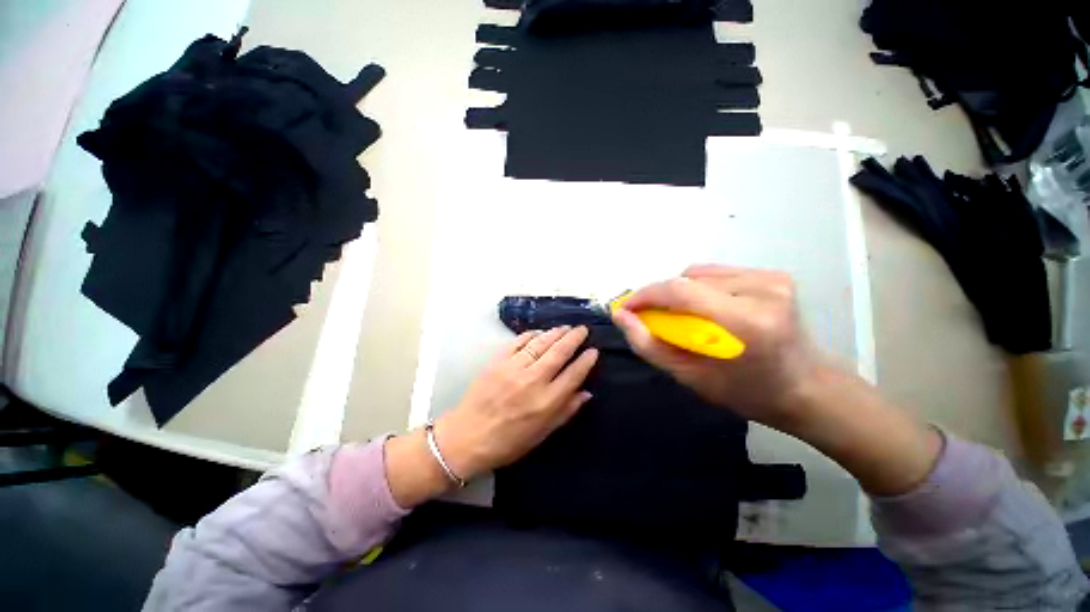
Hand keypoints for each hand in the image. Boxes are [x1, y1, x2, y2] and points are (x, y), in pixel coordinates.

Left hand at [440, 325, 600, 476]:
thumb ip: (566, 411)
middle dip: (574, 338)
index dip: (586, 361)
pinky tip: (539, 332)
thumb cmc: (508, 442)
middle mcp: (533, 380)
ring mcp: (514, 367)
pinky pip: (518, 342)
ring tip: (566, 327)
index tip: (594, 351)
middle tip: (582, 329)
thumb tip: (587, 393)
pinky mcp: (498, 361)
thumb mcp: (542, 434)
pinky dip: (531, 334)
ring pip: (541, 343)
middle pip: (559, 352)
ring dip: (555, 333)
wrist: (467, 437)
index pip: (573, 374)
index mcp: (546, 401)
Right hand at [612, 264, 821, 429]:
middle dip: (661, 297)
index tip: (626, 308)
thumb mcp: (689, 376)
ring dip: (680, 292)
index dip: (646, 295)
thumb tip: (621, 315)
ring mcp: (772, 279)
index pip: (680, 291)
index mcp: (746, 322)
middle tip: (654, 319)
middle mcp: (763, 291)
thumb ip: (648, 344)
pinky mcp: (775, 274)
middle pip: (687, 279)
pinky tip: (706, 308)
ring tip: (685, 316)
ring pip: (699, 273)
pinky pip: (717, 273)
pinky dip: (700, 288)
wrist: (806, 387)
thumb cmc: (746, 392)